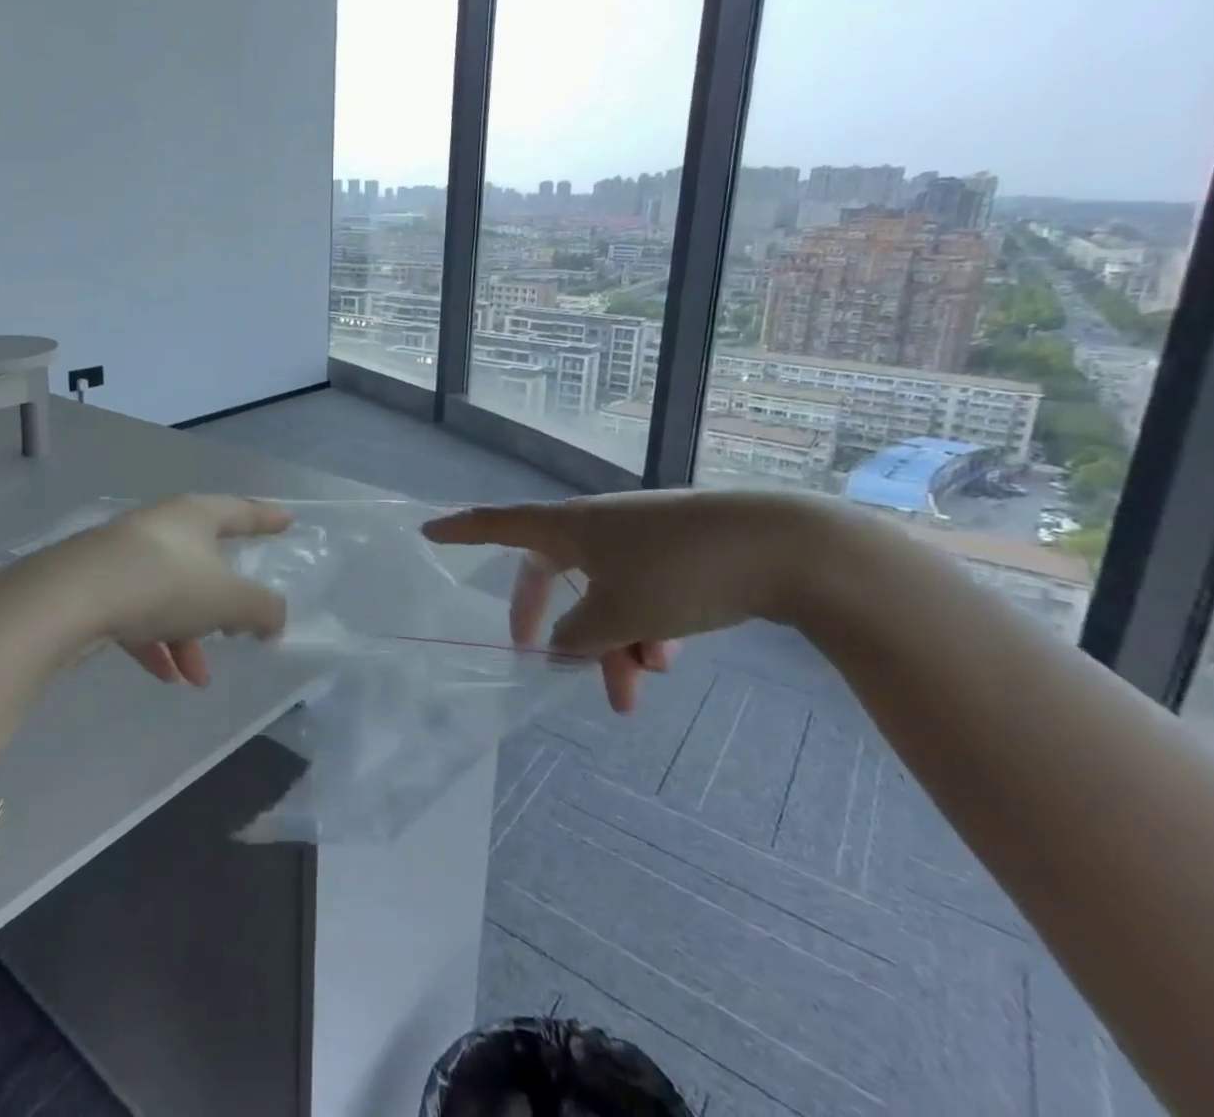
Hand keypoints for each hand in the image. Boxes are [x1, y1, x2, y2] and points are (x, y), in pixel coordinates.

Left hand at [63, 495, 292, 686]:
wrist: (72, 596)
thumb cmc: (164, 583)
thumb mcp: (228, 599)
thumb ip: (262, 609)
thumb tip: (274, 621)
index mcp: (196, 516)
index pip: (241, 511)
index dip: (267, 518)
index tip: (287, 520)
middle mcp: (161, 527)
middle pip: (204, 560)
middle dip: (224, 602)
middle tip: (239, 627)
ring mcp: (125, 555)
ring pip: (171, 594)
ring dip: (189, 636)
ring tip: (198, 677)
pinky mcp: (97, 583)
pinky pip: (138, 612)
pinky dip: (156, 642)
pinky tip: (165, 676)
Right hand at [424, 490, 827, 711]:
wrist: (785, 547)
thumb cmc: (680, 572)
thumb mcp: (617, 614)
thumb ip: (576, 636)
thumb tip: (561, 647)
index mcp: (571, 527)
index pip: (498, 524)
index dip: (461, 531)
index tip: (428, 533)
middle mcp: (598, 526)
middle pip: (555, 574)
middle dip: (552, 624)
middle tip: (542, 661)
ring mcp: (640, 538)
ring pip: (606, 594)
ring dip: (613, 641)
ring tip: (638, 688)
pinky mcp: (679, 552)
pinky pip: (642, 592)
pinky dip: (645, 627)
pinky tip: (670, 659)